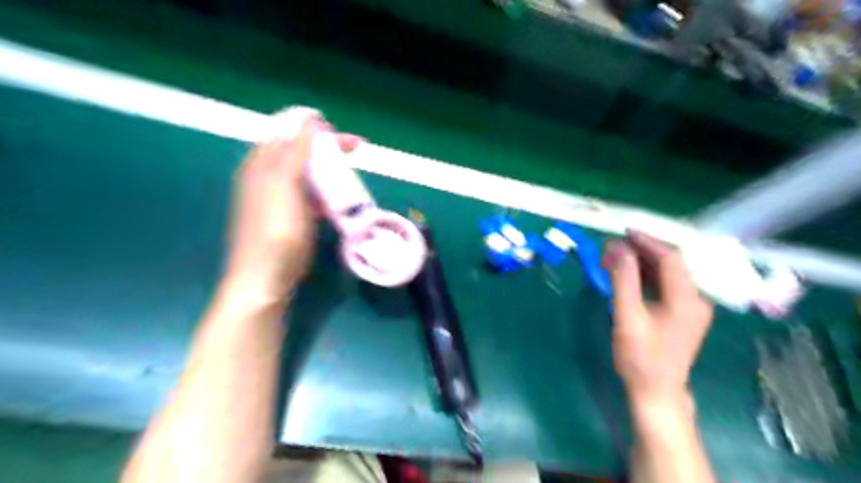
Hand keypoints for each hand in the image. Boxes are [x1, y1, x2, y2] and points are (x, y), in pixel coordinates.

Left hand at [225, 117, 359, 297]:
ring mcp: (283, 198)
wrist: (267, 277)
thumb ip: (296, 151)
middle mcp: (270, 177)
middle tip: (357, 149)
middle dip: (328, 148)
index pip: (289, 133)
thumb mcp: (285, 185)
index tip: (341, 134)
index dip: (314, 129)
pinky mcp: (294, 216)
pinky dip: (329, 194)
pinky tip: (343, 200)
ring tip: (353, 174)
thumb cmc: (275, 229)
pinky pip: (314, 196)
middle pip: (302, 152)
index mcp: (262, 164)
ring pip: (310, 174)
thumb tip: (308, 119)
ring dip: (332, 171)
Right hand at [601, 231, 710, 405]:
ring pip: (669, 273)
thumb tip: (616, 248)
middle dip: (643, 250)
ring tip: (617, 256)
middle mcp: (696, 299)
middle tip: (615, 245)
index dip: (648, 242)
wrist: (656, 391)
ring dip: (643, 262)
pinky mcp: (683, 314)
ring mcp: (692, 308)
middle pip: (672, 263)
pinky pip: (667, 285)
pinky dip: (647, 275)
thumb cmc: (640, 356)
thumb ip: (623, 280)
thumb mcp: (627, 316)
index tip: (624, 232)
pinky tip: (630, 275)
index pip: (671, 258)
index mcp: (687, 299)